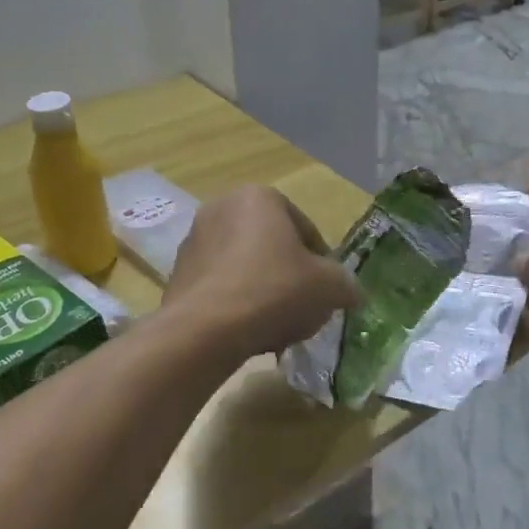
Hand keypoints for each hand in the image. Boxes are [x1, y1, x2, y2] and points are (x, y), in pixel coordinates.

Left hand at [163, 186, 359, 358]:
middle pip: (272, 246)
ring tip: (277, 325)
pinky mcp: (177, 274)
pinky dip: (237, 303)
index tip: (327, 289)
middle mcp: (221, 208)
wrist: (206, 329)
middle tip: (303, 306)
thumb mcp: (329, 287)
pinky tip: (248, 331)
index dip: (322, 262)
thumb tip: (352, 292)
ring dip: (263, 290)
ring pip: (245, 267)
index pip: (304, 228)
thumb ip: (345, 284)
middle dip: (289, 275)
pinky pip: (220, 286)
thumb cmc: (274, 290)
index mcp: (259, 197)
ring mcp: (194, 241)